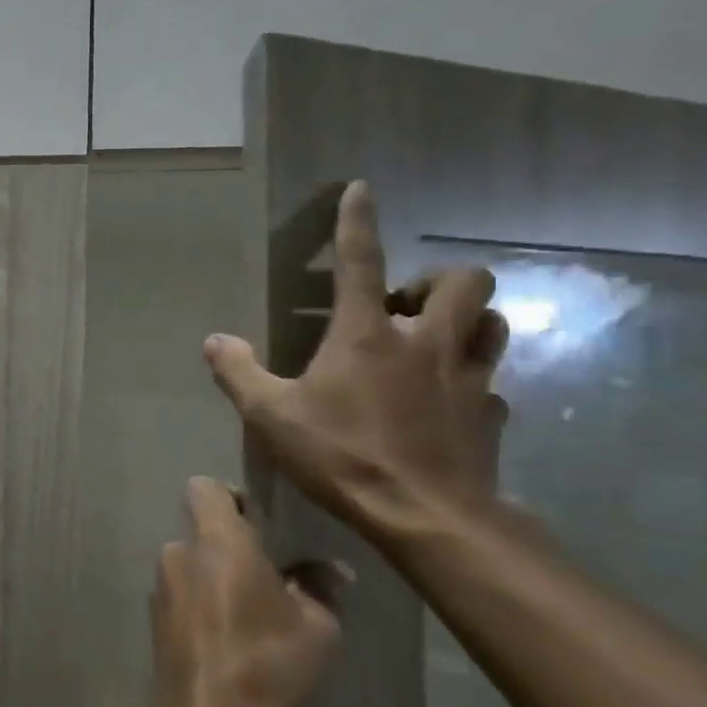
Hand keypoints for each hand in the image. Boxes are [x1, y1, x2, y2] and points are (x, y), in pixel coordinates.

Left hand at [153, 478, 344, 706]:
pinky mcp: (155, 618)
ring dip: (216, 578)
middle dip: (231, 547)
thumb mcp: (316, 627)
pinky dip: (203, 604)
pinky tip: (231, 638)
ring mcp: (161, 585)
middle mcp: (179, 552)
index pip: (204, 487)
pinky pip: (182, 594)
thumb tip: (331, 569)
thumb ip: (320, 587)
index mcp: (216, 540)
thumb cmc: (266, 662)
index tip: (260, 522)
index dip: (230, 496)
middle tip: (270, 577)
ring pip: (192, 565)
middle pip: (201, 530)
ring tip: (255, 614)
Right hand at [201, 181, 508, 548]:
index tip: (362, 189)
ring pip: (493, 321)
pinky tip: (449, 402)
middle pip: (464, 281)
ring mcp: (468, 377)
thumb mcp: (270, 415)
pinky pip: (492, 382)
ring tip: (434, 339)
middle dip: (438, 280)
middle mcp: (425, 342)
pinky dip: (472, 380)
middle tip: (404, 305)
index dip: (358, 221)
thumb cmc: (340, 455)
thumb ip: (238, 372)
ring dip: (467, 318)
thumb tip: (213, 340)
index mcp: (366, 335)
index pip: (362, 261)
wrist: (424, 517)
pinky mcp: (492, 414)